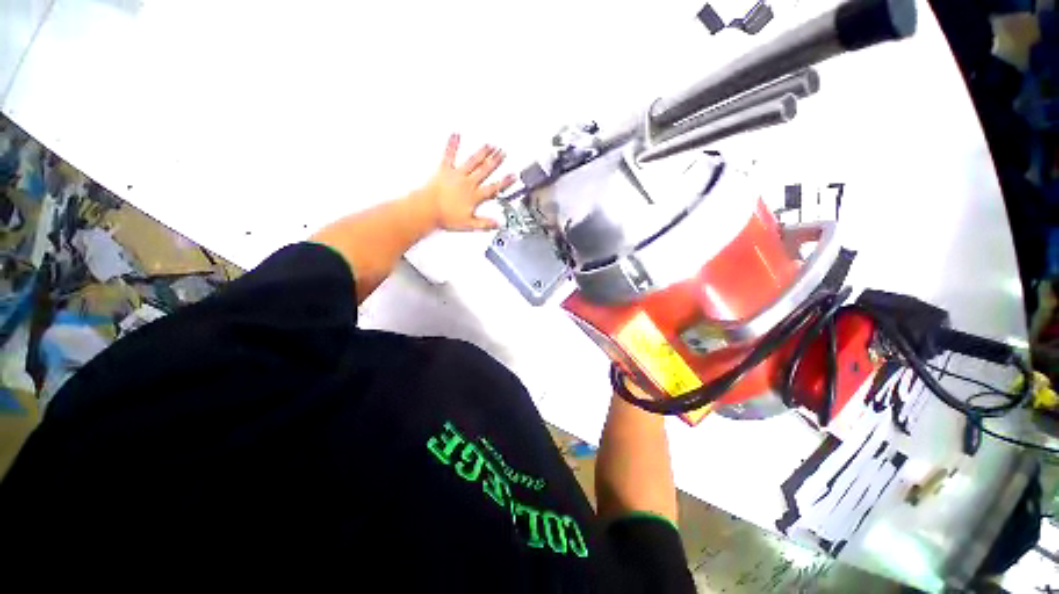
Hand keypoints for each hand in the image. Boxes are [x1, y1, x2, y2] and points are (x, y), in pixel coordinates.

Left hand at [418, 134, 514, 231]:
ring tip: (489, 145)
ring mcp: (456, 175)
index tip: (512, 176)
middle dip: (495, 161)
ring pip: (472, 161)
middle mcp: (468, 183)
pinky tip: (456, 135)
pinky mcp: (444, 170)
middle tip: (503, 153)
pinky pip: (449, 155)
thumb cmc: (445, 216)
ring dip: (482, 152)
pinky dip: (452, 144)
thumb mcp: (469, 224)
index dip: (504, 182)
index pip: (493, 188)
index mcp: (474, 196)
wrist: (427, 209)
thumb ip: (485, 224)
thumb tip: (497, 224)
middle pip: (485, 170)